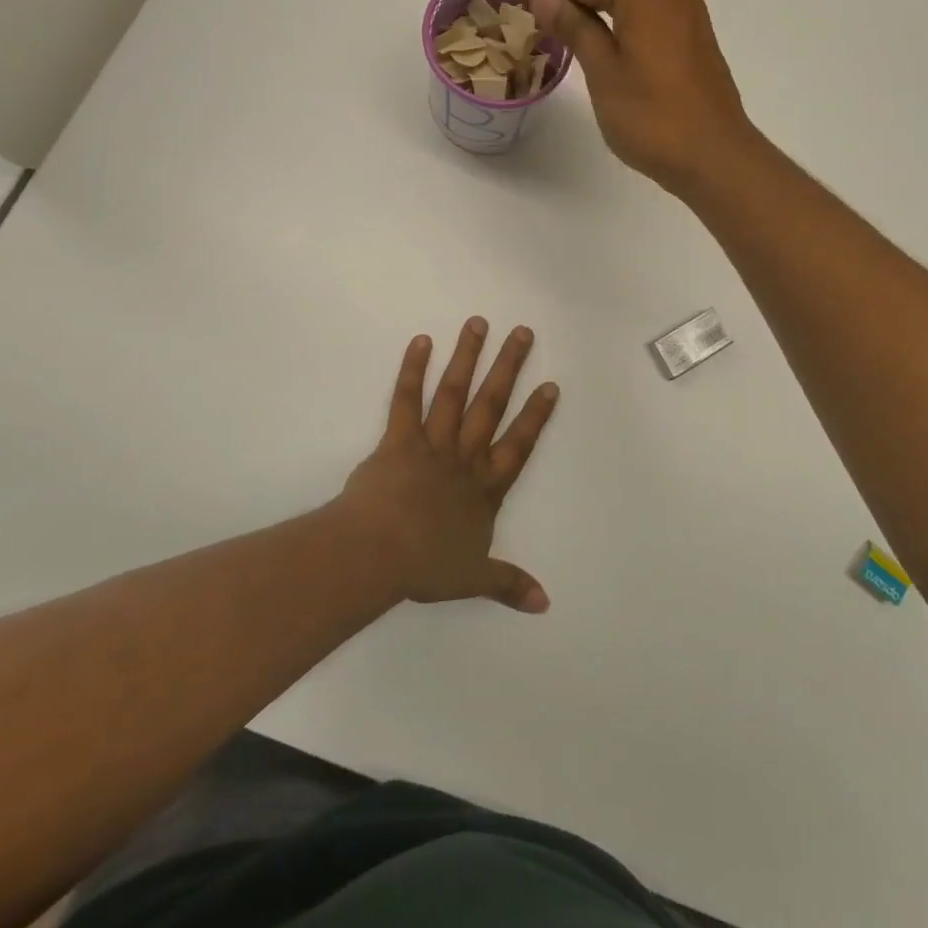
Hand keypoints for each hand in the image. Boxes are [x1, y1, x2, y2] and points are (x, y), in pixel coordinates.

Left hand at [339, 318, 558, 612]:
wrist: (378, 553)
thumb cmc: (426, 566)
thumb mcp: (473, 578)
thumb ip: (508, 584)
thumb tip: (545, 604)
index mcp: (485, 488)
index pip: (519, 445)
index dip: (536, 415)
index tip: (550, 384)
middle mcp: (464, 458)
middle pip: (491, 406)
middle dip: (508, 368)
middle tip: (522, 332)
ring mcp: (431, 445)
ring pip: (454, 394)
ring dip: (467, 358)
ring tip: (478, 323)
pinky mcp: (397, 440)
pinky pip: (406, 400)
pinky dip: (412, 370)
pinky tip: (421, 341)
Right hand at [509, 0, 759, 195]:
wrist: (715, 159)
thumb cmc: (653, 118)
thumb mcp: (604, 72)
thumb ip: (575, 29)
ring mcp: (688, 19)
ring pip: (628, 2)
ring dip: (590, 7)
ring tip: (551, 15)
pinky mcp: (694, 44)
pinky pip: (645, 21)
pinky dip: (615, 24)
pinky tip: (596, 36)